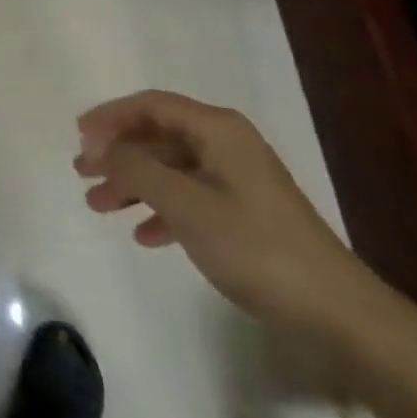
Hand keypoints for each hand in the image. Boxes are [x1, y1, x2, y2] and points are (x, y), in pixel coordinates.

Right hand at [75, 91, 377, 334]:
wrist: (337, 312)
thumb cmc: (254, 246)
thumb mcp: (185, 204)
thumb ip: (136, 169)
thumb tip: (101, 147)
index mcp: (216, 128)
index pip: (150, 105)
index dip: (110, 116)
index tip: (79, 137)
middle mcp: (226, 143)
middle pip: (158, 135)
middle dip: (118, 154)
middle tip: (83, 174)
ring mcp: (237, 178)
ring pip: (171, 168)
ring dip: (134, 183)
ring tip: (100, 206)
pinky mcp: (245, 212)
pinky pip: (190, 197)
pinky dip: (162, 209)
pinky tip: (144, 234)